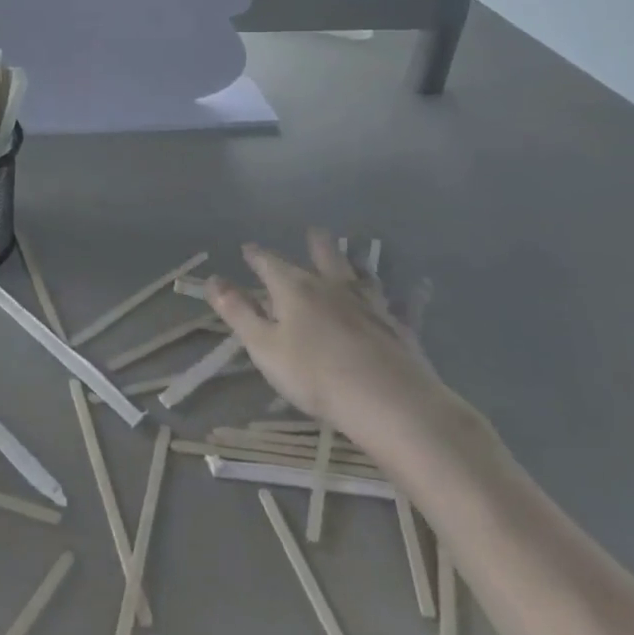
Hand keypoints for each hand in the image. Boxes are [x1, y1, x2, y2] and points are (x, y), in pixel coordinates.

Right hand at [206, 231, 461, 457]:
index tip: (248, 248)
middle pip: (323, 256)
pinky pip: (408, 305)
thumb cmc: (315, 376)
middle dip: (315, 244)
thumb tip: (212, 279)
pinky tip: (421, 285)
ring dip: (356, 262)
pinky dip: (413, 293)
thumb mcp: (264, 346)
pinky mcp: (400, 327)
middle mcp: (333, 287)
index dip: (257, 256)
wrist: (388, 402)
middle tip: (314, 232)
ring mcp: (370, 304)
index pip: (269, 264)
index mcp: (295, 289)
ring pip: (362, 274)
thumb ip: (238, 312)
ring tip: (356, 253)